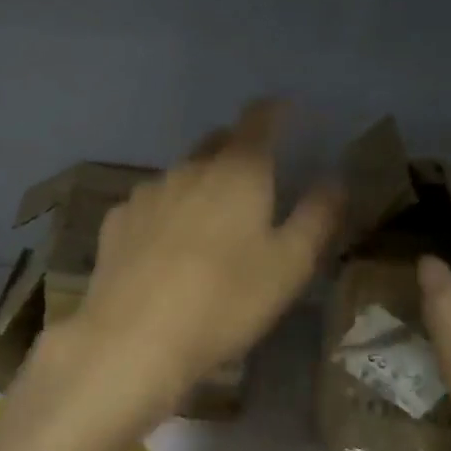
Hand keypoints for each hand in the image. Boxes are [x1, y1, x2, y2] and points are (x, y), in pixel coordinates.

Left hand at [74, 100, 340, 402]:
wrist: (134, 338)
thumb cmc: (225, 301)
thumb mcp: (288, 266)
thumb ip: (315, 217)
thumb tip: (334, 180)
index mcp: (237, 172)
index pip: (258, 120)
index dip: (274, 112)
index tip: (285, 113)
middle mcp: (189, 169)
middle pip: (216, 144)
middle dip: (237, 150)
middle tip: (254, 178)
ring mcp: (147, 193)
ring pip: (181, 175)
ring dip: (199, 185)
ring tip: (209, 222)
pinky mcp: (116, 221)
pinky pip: (150, 205)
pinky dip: (165, 213)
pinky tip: (164, 247)